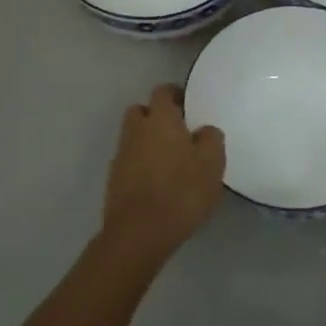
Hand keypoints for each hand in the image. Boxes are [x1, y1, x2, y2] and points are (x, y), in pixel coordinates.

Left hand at [100, 84, 224, 267]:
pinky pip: (130, 162)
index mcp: (160, 119)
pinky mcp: (114, 180)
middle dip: (156, 116)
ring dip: (148, 142)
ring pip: (134, 137)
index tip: (189, 106)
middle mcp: (136, 130)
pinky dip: (141, 165)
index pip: (163, 91)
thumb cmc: (181, 190)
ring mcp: (121, 155)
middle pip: (142, 111)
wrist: (139, 233)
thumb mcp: (212, 162)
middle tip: (178, 131)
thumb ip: (211, 138)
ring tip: (170, 160)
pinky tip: (158, 182)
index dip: (175, 95)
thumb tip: (203, 131)